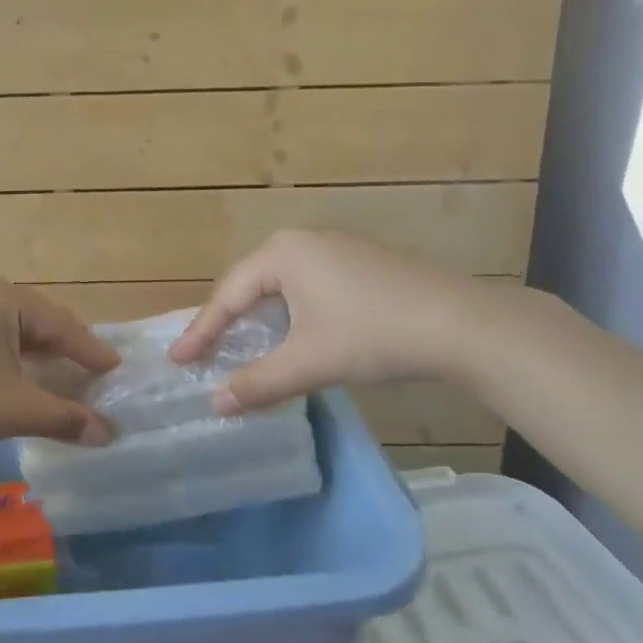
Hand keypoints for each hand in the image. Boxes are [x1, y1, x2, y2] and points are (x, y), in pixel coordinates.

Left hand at [0, 278, 120, 456]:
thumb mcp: (14, 409)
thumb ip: (65, 417)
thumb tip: (107, 435)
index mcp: (1, 296)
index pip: (59, 323)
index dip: (90, 350)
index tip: (115, 368)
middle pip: (34, 319)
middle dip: (63, 347)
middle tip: (91, 369)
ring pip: (6, 327)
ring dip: (34, 351)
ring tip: (57, 372)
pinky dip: (5, 353)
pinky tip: (11, 373)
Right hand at [169, 229, 494, 413]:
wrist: (464, 324)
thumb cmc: (374, 335)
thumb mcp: (310, 362)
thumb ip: (259, 382)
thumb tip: (216, 404)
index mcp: (283, 253)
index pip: (229, 295)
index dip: (202, 331)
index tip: (178, 359)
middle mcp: (304, 239)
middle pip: (252, 283)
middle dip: (229, 320)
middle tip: (206, 352)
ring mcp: (337, 245)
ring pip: (282, 284)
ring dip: (262, 317)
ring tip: (246, 345)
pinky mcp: (362, 260)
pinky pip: (309, 283)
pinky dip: (292, 311)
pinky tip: (298, 333)